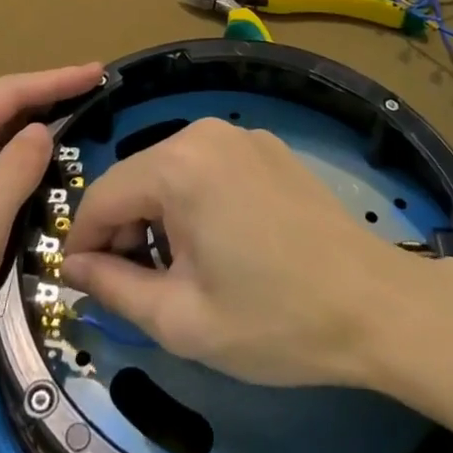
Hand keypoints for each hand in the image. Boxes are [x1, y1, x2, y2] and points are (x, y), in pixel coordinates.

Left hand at [0, 64, 102, 419]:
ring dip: (33, 126)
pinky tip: (42, 160)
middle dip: (46, 97)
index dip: (54, 80)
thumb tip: (43, 129)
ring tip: (79, 114)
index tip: (98, 73)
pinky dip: (17, 159)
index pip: (4, 95)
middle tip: (96, 90)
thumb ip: (16, 170)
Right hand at [63, 118, 452, 386]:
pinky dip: (194, 199)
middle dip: (123, 230)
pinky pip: (207, 166)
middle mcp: (203, 133)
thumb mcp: (183, 320)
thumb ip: (114, 289)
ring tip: (180, 269)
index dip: (83, 242)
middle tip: (136, 286)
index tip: (84, 284)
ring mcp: (240, 134)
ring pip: (169, 170)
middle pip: (136, 178)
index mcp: (177, 165)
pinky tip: (220, 243)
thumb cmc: (275, 319)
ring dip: (158, 215)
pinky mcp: (266, 146)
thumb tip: (75, 267)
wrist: (376, 305)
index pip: (102, 195)